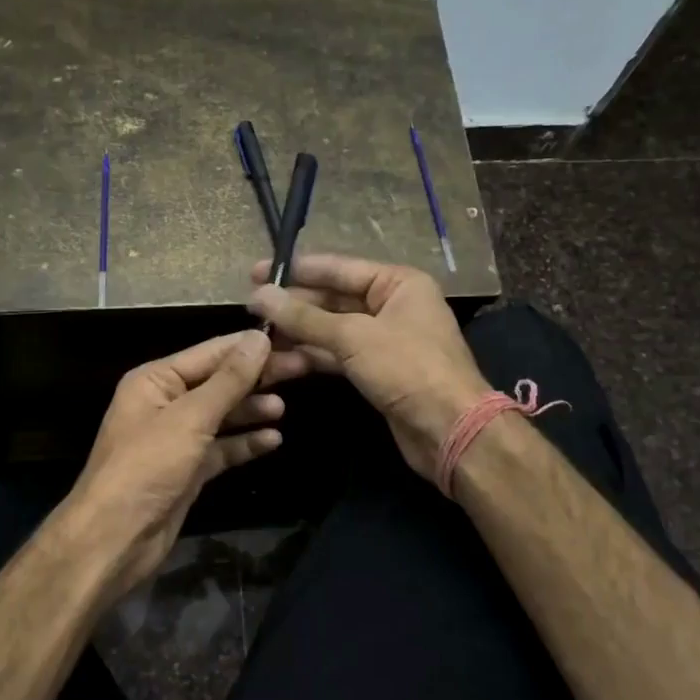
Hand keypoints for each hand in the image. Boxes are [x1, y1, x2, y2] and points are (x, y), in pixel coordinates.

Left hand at [64, 330, 306, 598]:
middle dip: (258, 376)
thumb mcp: (190, 418)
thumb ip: (228, 380)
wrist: (116, 538)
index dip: (250, 346)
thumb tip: (258, 338)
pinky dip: (245, 442)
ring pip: (223, 415)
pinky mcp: (188, 468)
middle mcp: (166, 402)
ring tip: (283, 408)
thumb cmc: (147, 466)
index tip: (291, 337)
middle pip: (220, 381)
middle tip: (303, 367)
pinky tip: (273, 439)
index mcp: (156, 380)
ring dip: (252, 409)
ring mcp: (177, 437)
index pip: (211, 352)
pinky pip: (222, 447)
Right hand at [247, 254, 489, 478]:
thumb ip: (304, 317)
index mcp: (397, 283)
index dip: (296, 270)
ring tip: (258, 336)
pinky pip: (337, 355)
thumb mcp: (353, 337)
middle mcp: (391, 305)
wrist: (449, 430)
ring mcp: (384, 340)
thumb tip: (260, 294)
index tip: (256, 272)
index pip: (338, 268)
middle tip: (250, 308)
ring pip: (331, 330)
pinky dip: (311, 357)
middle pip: (332, 299)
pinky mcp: (376, 371)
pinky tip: (280, 360)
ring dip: (297, 334)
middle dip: (293, 306)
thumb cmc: (408, 369)